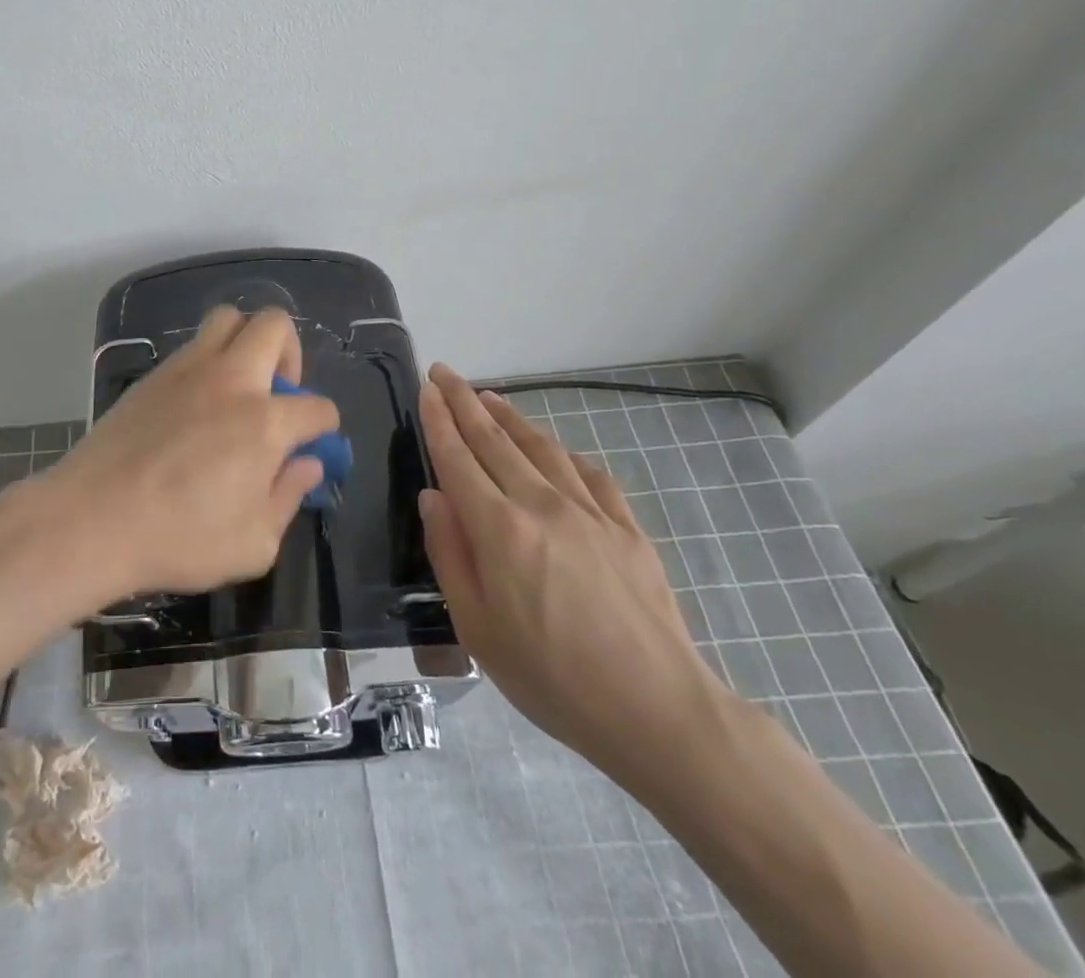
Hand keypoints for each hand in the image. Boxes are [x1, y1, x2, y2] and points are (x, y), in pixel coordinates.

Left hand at [34, 306, 339, 599]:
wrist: (92, 520)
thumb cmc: (179, 539)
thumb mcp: (253, 543)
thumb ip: (288, 497)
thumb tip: (307, 465)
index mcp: (264, 422)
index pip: (317, 407)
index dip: (323, 427)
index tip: (311, 445)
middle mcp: (231, 380)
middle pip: (274, 325)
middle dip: (290, 353)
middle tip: (277, 395)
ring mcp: (188, 369)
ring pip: (228, 318)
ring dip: (245, 342)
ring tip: (238, 387)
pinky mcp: (153, 374)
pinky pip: (193, 346)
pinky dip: (209, 361)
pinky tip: (196, 405)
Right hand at [417, 364, 730, 778]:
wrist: (658, 711)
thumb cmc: (552, 678)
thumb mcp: (477, 629)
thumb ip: (450, 554)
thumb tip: (434, 496)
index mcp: (499, 529)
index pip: (457, 458)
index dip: (438, 419)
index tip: (426, 387)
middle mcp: (542, 504)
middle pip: (494, 439)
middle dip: (464, 401)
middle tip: (445, 372)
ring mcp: (589, 512)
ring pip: (540, 447)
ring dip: (509, 416)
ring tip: (488, 396)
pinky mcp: (626, 527)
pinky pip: (588, 473)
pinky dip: (562, 453)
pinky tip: (554, 449)